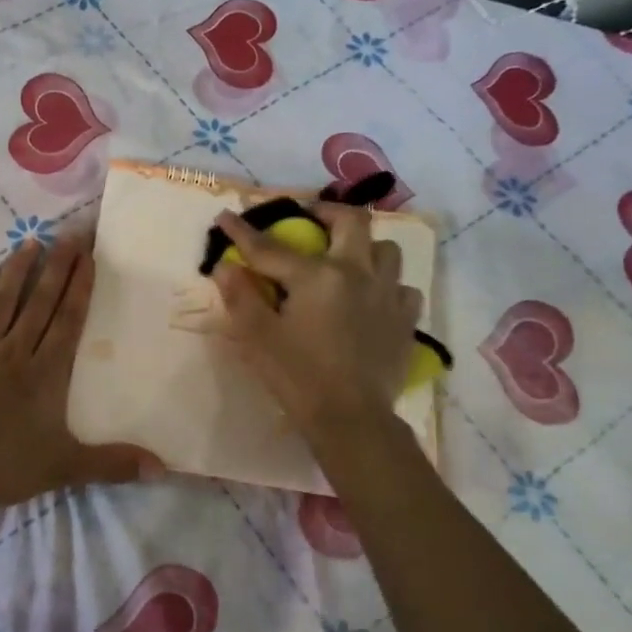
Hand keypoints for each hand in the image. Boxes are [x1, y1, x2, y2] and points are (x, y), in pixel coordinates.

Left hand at [0, 236, 159, 509]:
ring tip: (29, 242)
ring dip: (16, 271)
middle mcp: (15, 351)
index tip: (88, 256)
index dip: (79, 287)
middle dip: (56, 267)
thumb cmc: (5, 467)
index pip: (68, 320)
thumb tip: (163, 468)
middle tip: (68, 234)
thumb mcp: (65, 468)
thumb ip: (113, 464)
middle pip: (40, 302)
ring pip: (1, 302)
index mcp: (46, 373)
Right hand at [211, 203, 423, 444]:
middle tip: (310, 219)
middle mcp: (358, 273)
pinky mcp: (406, 321)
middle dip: (328, 212)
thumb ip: (240, 296)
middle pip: (352, 221)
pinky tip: (372, 300)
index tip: (225, 216)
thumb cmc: (298, 376)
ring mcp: (388, 296)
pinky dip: (387, 286)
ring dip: (364, 247)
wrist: (351, 419)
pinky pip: (403, 288)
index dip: (243, 231)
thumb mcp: (257, 337)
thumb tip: (225, 266)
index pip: (271, 247)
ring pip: (386, 250)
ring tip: (347, 260)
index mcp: (317, 275)